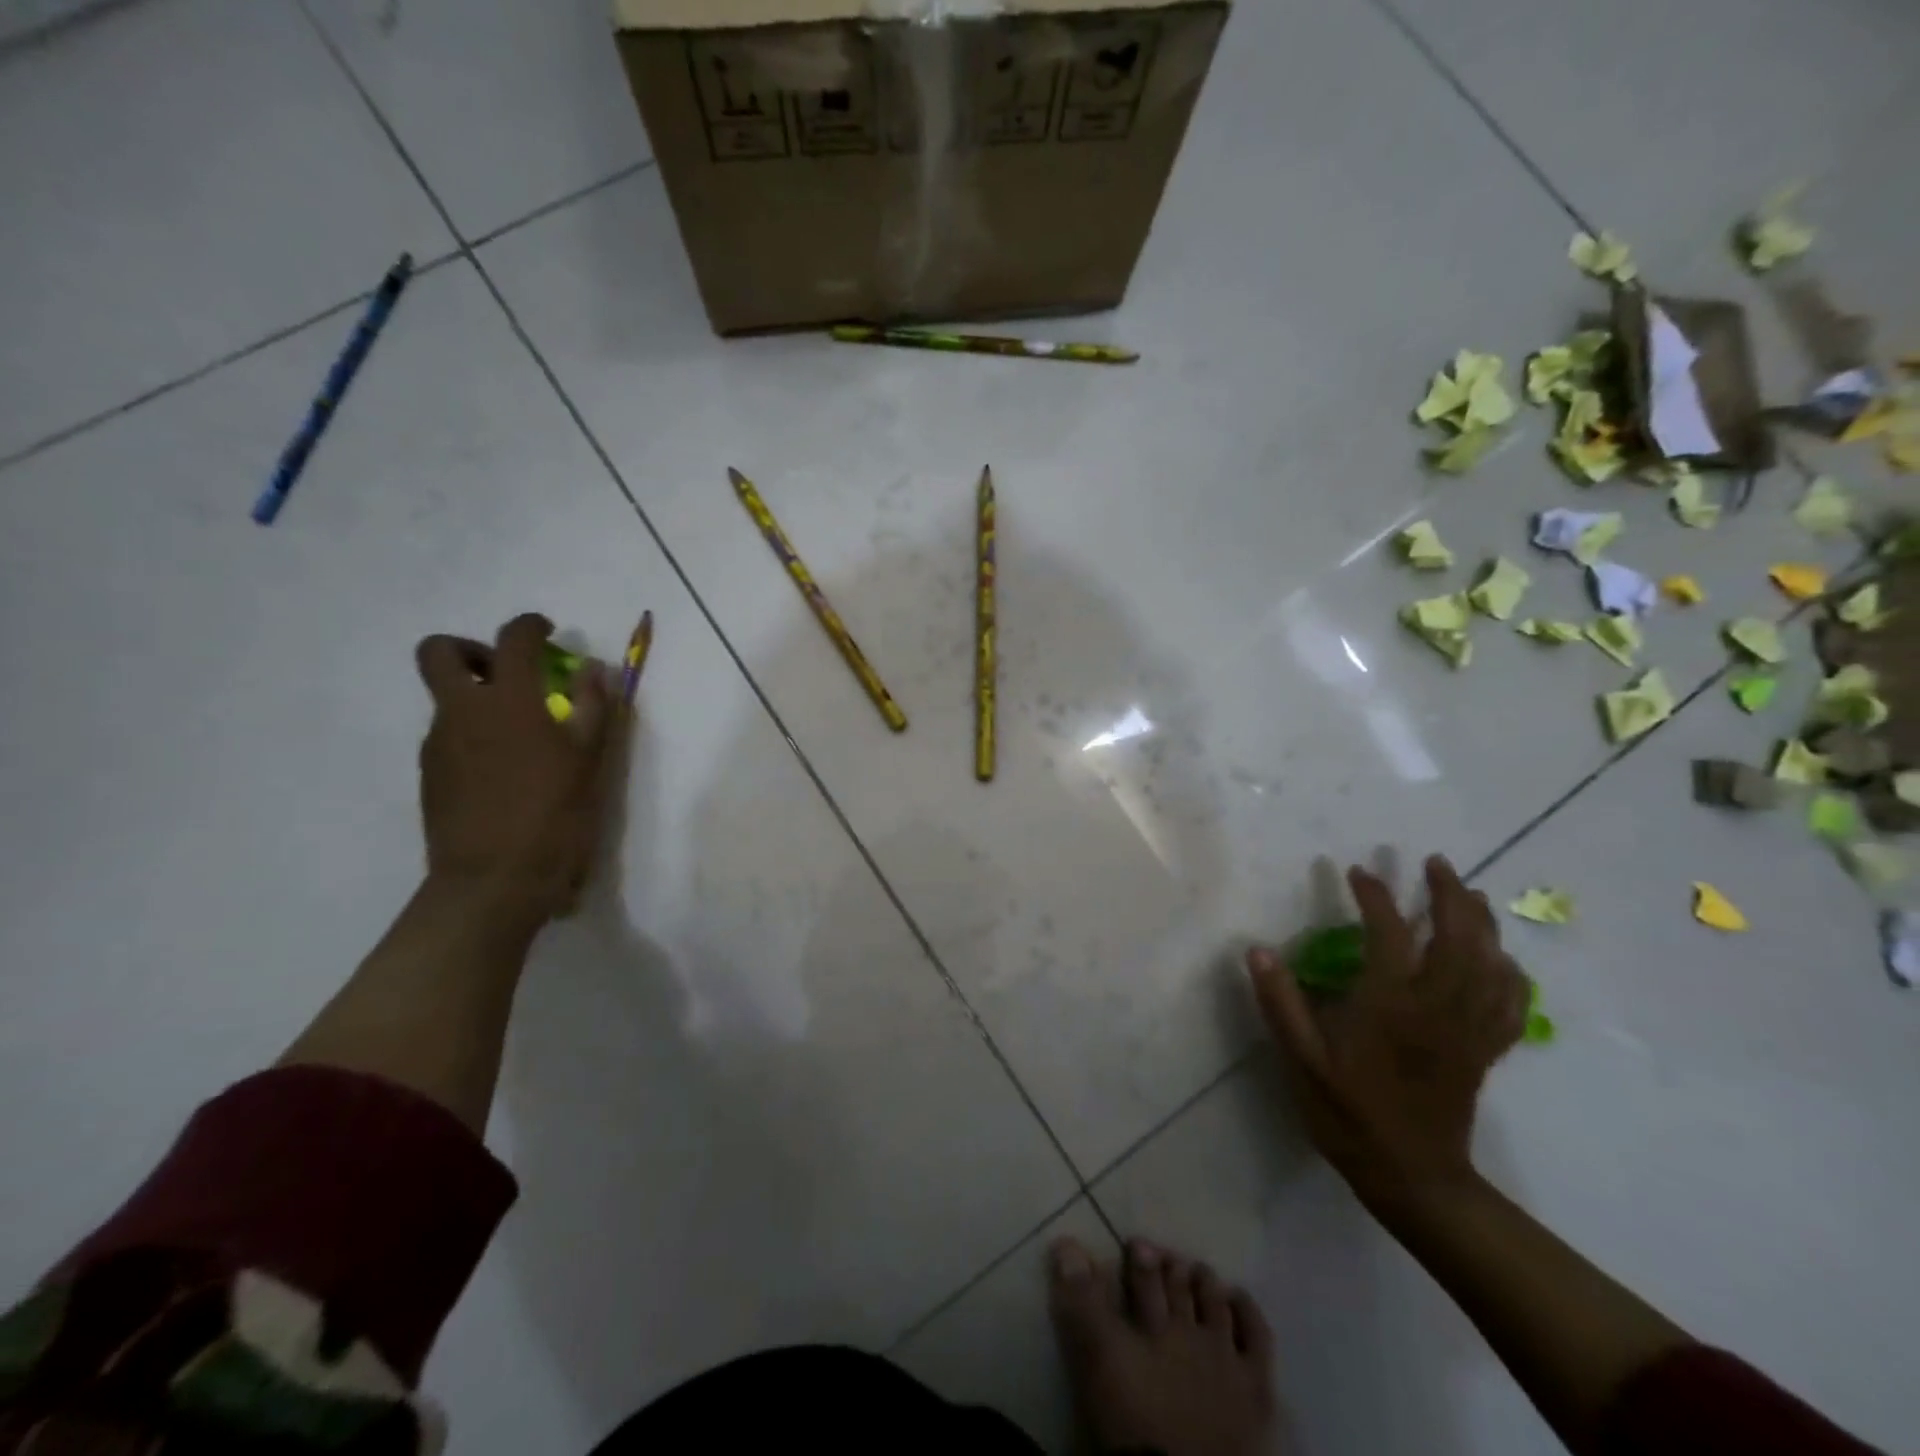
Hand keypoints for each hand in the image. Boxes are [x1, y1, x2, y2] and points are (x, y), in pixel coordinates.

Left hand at [413, 613, 616, 922]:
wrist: (493, 882)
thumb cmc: (554, 816)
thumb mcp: (589, 760)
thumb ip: (593, 707)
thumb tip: (594, 669)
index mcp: (508, 702)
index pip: (512, 639)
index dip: (530, 626)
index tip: (548, 632)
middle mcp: (463, 712)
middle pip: (440, 653)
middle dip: (472, 649)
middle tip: (507, 673)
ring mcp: (439, 744)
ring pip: (445, 698)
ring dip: (476, 697)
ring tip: (519, 734)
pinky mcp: (431, 775)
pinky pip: (448, 735)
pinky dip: (472, 734)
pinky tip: (505, 769)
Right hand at [1248, 856, 1527, 1207]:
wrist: (1412, 1179)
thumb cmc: (1349, 1115)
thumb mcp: (1302, 1063)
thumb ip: (1281, 1005)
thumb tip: (1258, 950)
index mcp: (1390, 1007)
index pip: (1390, 936)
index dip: (1376, 898)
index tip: (1357, 872)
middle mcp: (1437, 1009)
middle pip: (1458, 940)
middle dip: (1449, 896)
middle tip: (1436, 863)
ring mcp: (1467, 1030)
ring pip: (1490, 965)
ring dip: (1483, 923)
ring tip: (1471, 894)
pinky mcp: (1483, 1051)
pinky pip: (1509, 1004)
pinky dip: (1510, 973)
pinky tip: (1503, 959)